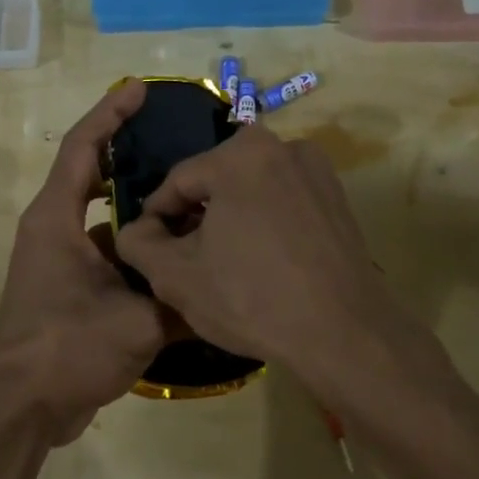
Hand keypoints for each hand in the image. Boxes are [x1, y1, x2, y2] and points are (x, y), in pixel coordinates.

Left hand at [0, 80, 173, 444]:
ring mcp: (59, 261)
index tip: (139, 90)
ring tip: (188, 200)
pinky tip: (174, 258)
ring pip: (104, 220)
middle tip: (176, 144)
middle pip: (92, 176)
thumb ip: (182, 296)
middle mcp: (53, 230)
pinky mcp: (68, 289)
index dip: (110, 113)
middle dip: (130, 156)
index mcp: (56, 219)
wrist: (20, 409)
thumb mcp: (137, 321)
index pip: (82, 147)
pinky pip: (107, 253)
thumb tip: (223, 283)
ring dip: (138, 210)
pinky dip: (136, 250)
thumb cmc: (67, 348)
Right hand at [113, 125, 431, 412]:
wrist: (343, 333)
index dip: (156, 217)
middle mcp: (282, 145)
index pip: (178, 181)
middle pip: (215, 180)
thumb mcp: (175, 276)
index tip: (149, 249)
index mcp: (240, 153)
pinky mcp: (337, 197)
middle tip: (184, 257)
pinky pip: (282, 200)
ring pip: (250, 188)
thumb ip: (138, 243)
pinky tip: (260, 261)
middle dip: (195, 215)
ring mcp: (316, 169)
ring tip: (221, 262)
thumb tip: (135, 228)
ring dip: (229, 217)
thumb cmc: (251, 298)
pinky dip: (264, 221)